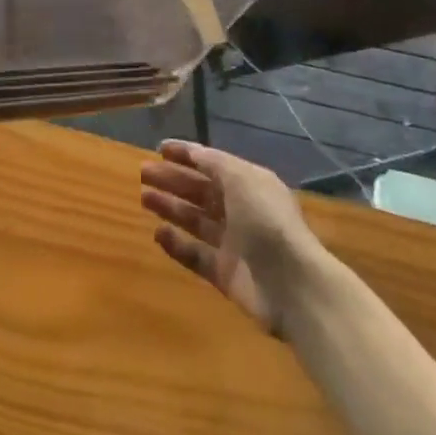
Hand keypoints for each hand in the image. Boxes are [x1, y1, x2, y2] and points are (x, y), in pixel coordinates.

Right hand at [139, 139, 324, 333]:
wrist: (292, 285)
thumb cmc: (266, 221)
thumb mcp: (242, 179)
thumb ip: (215, 164)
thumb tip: (193, 152)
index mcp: (250, 184)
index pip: (213, 164)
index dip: (187, 154)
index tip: (159, 149)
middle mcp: (241, 210)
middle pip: (201, 191)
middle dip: (174, 180)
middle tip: (143, 173)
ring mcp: (233, 243)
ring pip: (196, 220)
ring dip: (171, 207)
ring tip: (144, 198)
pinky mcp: (225, 274)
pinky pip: (196, 255)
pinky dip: (177, 244)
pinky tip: (157, 234)